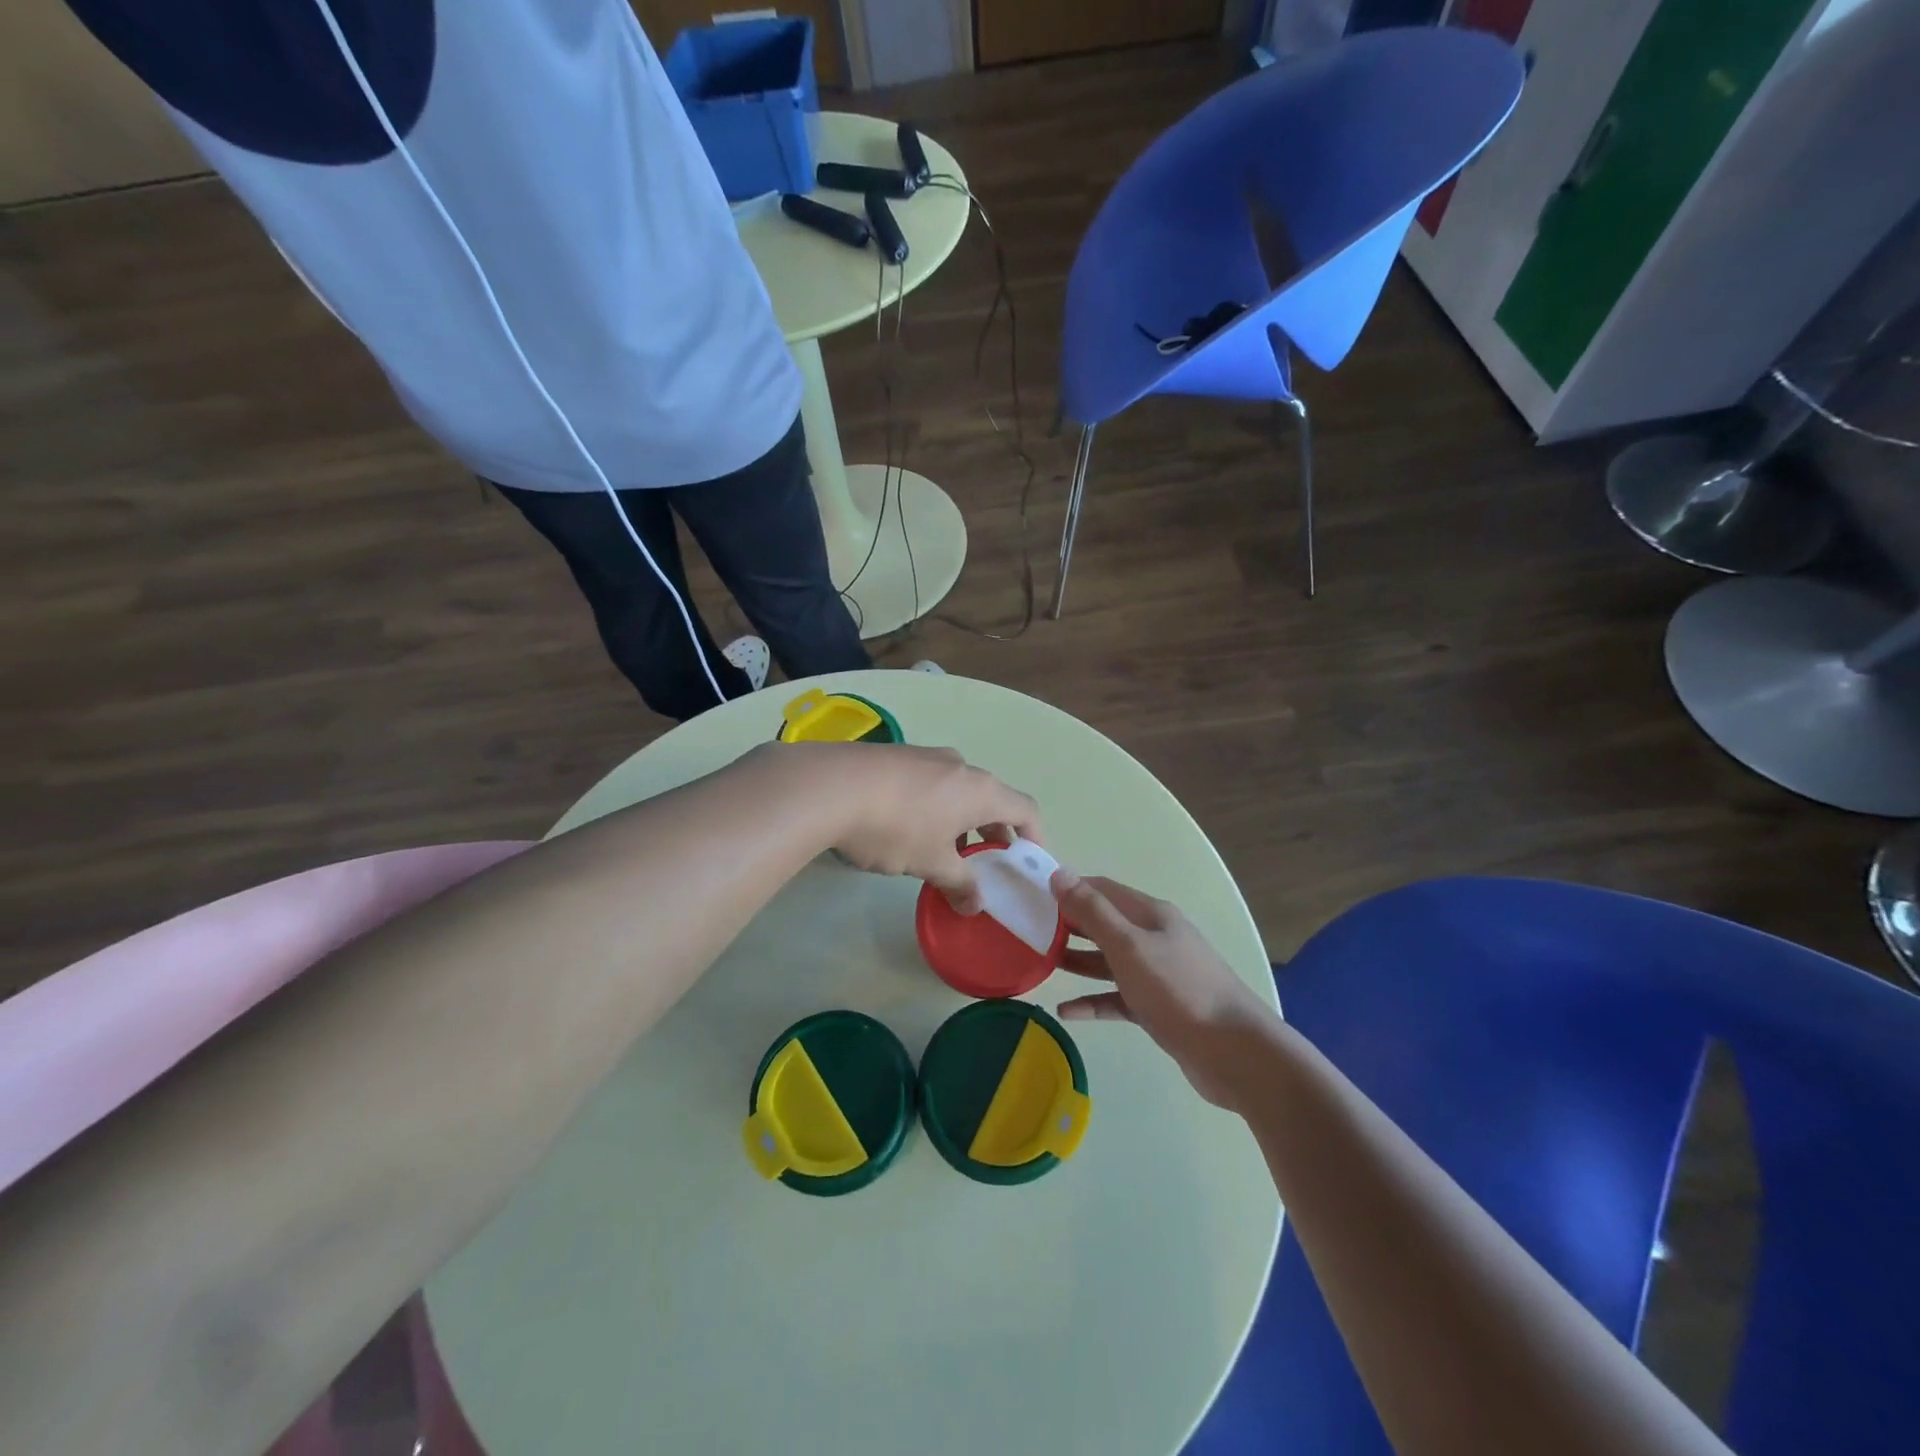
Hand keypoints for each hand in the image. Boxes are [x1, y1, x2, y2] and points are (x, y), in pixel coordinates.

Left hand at [819, 744, 1040, 913]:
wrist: (829, 785)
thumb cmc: (894, 828)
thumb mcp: (930, 863)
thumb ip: (959, 884)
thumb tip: (975, 905)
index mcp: (980, 790)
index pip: (1026, 809)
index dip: (1035, 837)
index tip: (1029, 862)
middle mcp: (961, 766)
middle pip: (992, 799)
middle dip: (993, 832)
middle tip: (986, 864)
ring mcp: (928, 756)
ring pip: (959, 791)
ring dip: (962, 822)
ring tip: (943, 852)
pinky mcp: (898, 756)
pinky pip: (931, 783)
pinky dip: (936, 807)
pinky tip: (907, 829)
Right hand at [1052, 871, 1272, 1107]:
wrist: (1234, 1052)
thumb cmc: (1178, 988)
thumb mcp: (1129, 945)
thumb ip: (1092, 911)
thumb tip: (1059, 873)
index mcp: (1150, 915)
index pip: (1101, 890)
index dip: (1068, 889)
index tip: (1031, 896)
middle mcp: (1153, 938)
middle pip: (1104, 924)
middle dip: (1068, 926)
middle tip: (1028, 932)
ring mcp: (1156, 974)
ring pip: (1108, 962)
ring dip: (1077, 962)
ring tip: (1041, 966)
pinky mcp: (1157, 1008)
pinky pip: (1117, 998)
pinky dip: (1093, 1001)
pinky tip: (1065, 1012)